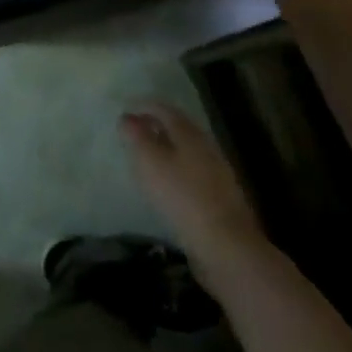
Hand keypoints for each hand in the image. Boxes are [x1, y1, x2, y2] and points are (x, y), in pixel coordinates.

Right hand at [120, 104, 269, 279]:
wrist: (226, 245)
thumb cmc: (181, 196)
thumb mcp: (149, 161)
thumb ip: (136, 136)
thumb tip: (128, 117)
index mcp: (189, 133)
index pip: (164, 109)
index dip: (143, 106)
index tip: (124, 109)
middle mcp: (207, 146)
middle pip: (178, 127)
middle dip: (156, 125)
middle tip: (133, 131)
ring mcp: (218, 171)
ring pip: (187, 150)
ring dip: (167, 148)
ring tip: (147, 157)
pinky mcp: (221, 196)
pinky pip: (194, 171)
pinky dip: (177, 169)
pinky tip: (168, 184)